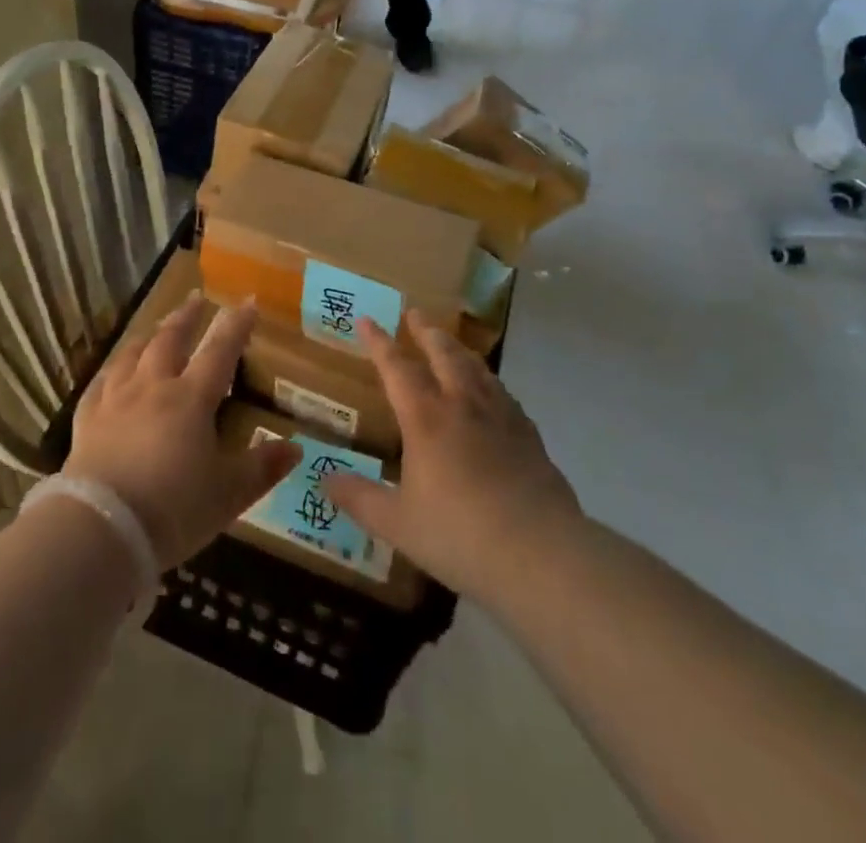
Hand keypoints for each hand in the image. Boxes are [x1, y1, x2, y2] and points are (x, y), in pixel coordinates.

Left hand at [65, 296, 298, 568]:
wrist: (102, 528)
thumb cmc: (174, 510)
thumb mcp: (229, 494)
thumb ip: (263, 468)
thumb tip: (296, 447)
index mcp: (192, 398)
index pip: (220, 350)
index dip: (236, 325)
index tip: (248, 302)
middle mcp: (153, 386)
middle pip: (171, 339)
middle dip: (187, 317)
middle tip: (196, 298)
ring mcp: (116, 399)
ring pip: (133, 353)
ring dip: (149, 335)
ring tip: (157, 327)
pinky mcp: (87, 418)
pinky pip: (101, 381)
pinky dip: (112, 369)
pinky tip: (113, 370)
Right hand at [324, 314, 580, 605]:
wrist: (541, 553)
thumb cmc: (460, 535)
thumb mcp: (397, 523)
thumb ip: (360, 499)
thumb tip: (324, 480)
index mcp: (425, 418)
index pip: (397, 368)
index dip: (379, 342)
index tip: (368, 319)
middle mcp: (462, 405)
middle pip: (443, 353)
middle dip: (425, 331)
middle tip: (414, 312)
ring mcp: (500, 416)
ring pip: (476, 367)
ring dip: (457, 348)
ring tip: (449, 342)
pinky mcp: (528, 434)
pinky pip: (502, 392)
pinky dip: (487, 380)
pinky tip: (490, 391)